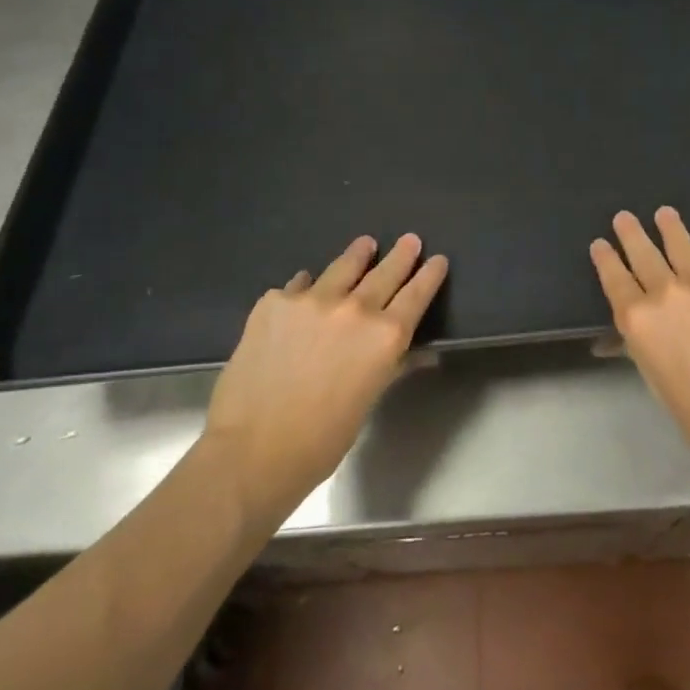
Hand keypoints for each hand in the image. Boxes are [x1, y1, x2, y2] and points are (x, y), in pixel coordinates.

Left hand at [205, 234, 447, 495]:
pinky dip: (307, 286)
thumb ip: (394, 366)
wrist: (252, 449)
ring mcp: (311, 300)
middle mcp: (354, 309)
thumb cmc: (323, 439)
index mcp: (385, 336)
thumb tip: (422, 355)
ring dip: (357, 255)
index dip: (429, 275)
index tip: (437, 260)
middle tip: (410, 239)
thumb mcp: (369, 400)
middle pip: (385, 272)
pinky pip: (298, 285)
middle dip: (401, 255)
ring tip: (365, 244)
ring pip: (342, 267)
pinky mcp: (274, 302)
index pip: (416, 295)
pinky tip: (305, 288)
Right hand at [590, 208, 689, 491]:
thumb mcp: (657, 382)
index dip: (606, 259)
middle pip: (644, 254)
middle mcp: (667, 292)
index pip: (615, 280)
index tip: (600, 244)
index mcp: (639, 321)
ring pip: (681, 244)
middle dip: (631, 234)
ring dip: (670, 227)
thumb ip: (642, 347)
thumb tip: (631, 334)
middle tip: (624, 217)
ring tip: (664, 213)